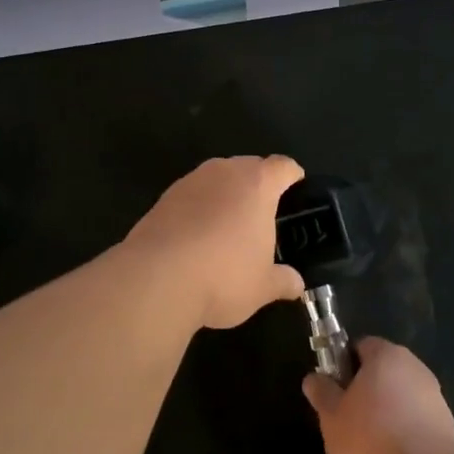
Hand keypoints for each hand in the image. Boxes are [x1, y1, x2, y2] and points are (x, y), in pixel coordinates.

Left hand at [122, 156, 306, 331]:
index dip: (292, 176)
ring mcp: (190, 181)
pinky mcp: (164, 197)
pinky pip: (192, 195)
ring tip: (229, 228)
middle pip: (249, 167)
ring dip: (226, 196)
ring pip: (217, 179)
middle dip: (258, 185)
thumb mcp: (263, 287)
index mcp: (257, 184)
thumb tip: (296, 284)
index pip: (283, 166)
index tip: (297, 188)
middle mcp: (224, 172)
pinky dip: (199, 209)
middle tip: (264, 215)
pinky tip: (198, 238)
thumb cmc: (223, 276)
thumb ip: (283, 281)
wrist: (156, 278)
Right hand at [303, 339, 453, 453]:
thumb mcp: (331, 417)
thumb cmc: (371, 439)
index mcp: (386, 355)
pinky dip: (404, 438)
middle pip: (382, 374)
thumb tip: (314, 378)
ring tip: (369, 450)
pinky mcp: (448, 428)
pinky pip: (416, 425)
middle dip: (365, 394)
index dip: (343, 366)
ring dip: (385, 418)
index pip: (360, 347)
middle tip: (346, 422)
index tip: (333, 391)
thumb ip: (322, 393)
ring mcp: (435, 398)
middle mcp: (415, 368)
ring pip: (400, 401)